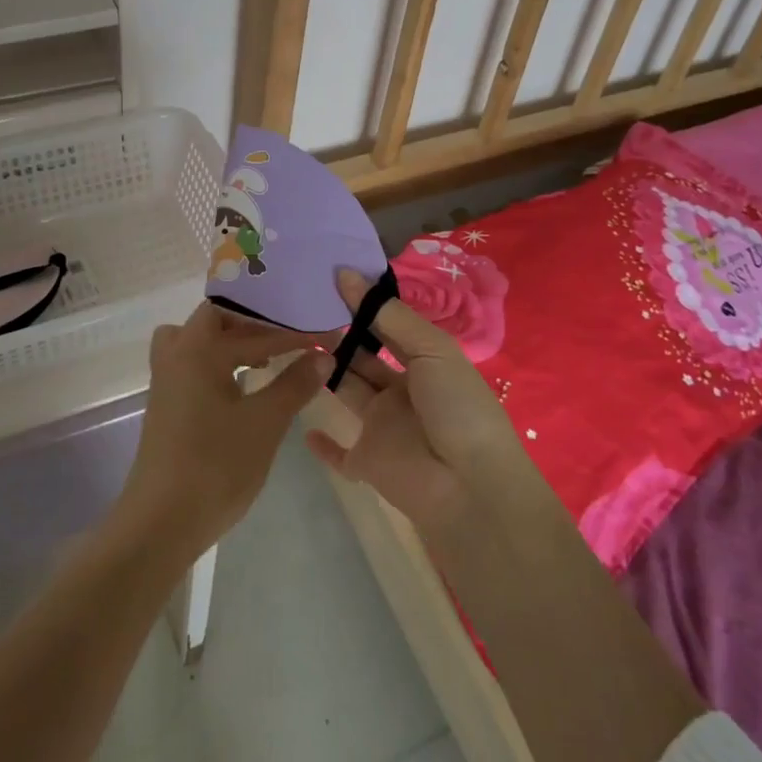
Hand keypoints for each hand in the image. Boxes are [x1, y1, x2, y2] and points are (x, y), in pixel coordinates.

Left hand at [115, 302, 331, 562]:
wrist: (160, 523)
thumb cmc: (215, 466)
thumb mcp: (265, 423)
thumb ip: (295, 384)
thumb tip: (324, 355)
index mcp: (199, 348)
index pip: (254, 329)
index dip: (293, 333)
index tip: (325, 336)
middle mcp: (177, 353)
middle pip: (217, 319)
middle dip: (256, 325)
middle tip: (289, 337)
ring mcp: (166, 379)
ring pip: (199, 340)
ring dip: (231, 341)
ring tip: (264, 356)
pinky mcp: (165, 403)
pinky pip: (193, 362)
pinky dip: (218, 361)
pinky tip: (242, 385)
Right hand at [307, 270, 538, 538]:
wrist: (469, 487)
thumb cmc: (456, 407)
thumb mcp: (431, 350)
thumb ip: (388, 315)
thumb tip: (346, 274)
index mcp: (425, 362)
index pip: (388, 327)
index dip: (363, 305)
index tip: (328, 279)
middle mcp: (402, 391)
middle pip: (364, 357)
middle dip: (340, 334)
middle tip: (303, 307)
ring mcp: (384, 427)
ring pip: (348, 391)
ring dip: (326, 370)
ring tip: (293, 339)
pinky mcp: (367, 461)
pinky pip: (340, 453)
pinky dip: (324, 443)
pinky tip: (304, 426)